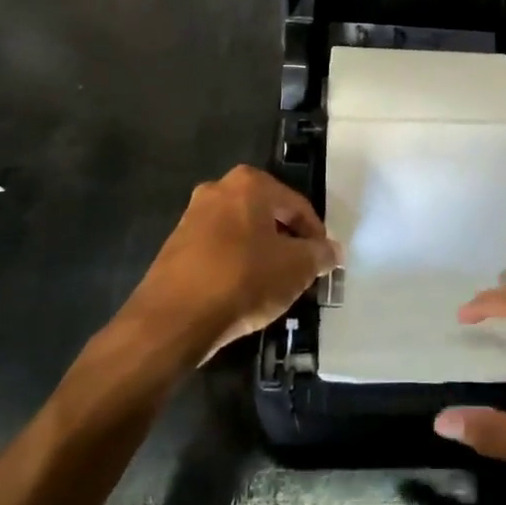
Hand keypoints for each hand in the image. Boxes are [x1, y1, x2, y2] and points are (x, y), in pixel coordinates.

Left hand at [121, 166, 338, 363]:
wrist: (173, 320)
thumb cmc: (243, 280)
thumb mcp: (296, 268)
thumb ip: (319, 255)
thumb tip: (332, 251)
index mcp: (250, 184)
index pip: (297, 206)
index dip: (315, 235)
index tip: (322, 262)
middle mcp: (218, 190)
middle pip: (267, 215)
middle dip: (287, 242)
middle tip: (300, 272)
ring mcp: (192, 217)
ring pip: (242, 233)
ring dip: (261, 254)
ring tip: (273, 286)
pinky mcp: (175, 247)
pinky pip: (218, 251)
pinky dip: (235, 265)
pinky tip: (243, 293)